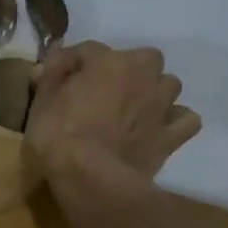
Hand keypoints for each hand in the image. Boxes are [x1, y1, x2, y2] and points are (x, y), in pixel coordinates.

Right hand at [27, 41, 201, 181]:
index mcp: (108, 61)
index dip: (71, 62)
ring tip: (133, 107)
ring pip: (168, 85)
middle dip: (127, 69)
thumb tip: (56, 59)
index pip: (88, 49)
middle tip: (104, 90)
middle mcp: (142, 75)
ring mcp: (161, 105)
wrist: (91, 178)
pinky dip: (174, 120)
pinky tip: (158, 128)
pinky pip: (185, 120)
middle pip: (143, 58)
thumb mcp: (42, 100)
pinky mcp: (171, 136)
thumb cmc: (58, 135)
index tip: (57, 78)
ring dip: (153, 91)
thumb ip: (51, 74)